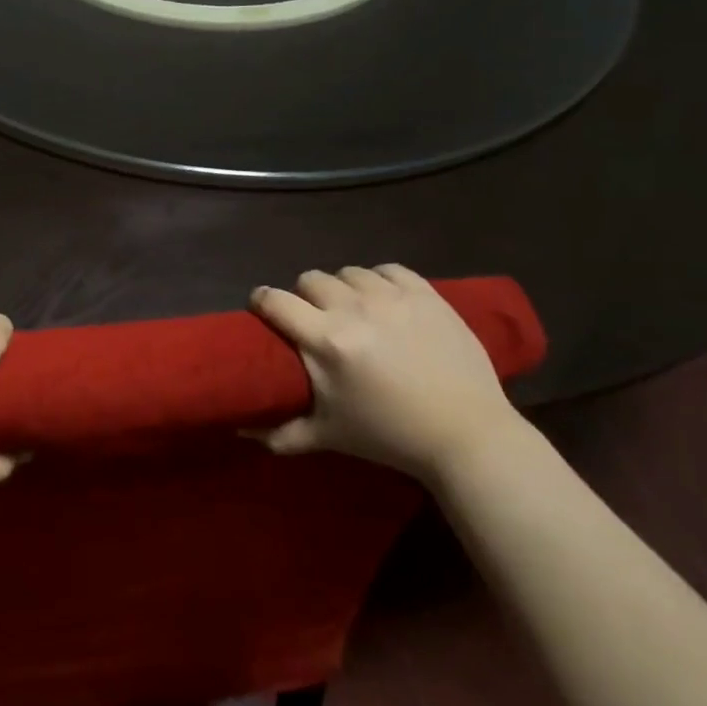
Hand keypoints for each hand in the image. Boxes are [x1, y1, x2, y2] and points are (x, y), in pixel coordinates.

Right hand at [249, 264, 523, 481]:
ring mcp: (393, 298)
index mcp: (326, 341)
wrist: (467, 436)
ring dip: (343, 288)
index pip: (275, 300)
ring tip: (352, 309)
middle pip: (310, 279)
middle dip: (304, 296)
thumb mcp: (328, 436)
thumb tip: (239, 430)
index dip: (261, 301)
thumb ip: (278, 433)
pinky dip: (380, 280)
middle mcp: (355, 309)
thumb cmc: (389, 436)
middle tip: (314, 318)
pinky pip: (389, 269)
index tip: (263, 310)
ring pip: (349, 272)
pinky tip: (384, 299)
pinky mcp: (426, 294)